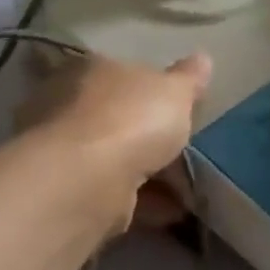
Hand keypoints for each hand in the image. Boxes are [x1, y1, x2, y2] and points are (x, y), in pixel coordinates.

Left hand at [15, 51, 211, 226]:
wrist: (86, 180)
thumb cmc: (131, 119)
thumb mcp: (174, 91)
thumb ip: (188, 79)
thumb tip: (202, 58)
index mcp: (91, 69)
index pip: (122, 72)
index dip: (150, 90)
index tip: (176, 109)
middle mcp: (70, 104)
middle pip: (117, 117)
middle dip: (148, 135)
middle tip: (184, 152)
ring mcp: (67, 150)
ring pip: (115, 157)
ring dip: (149, 172)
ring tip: (188, 189)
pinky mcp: (71, 190)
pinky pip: (115, 191)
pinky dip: (143, 201)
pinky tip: (172, 211)